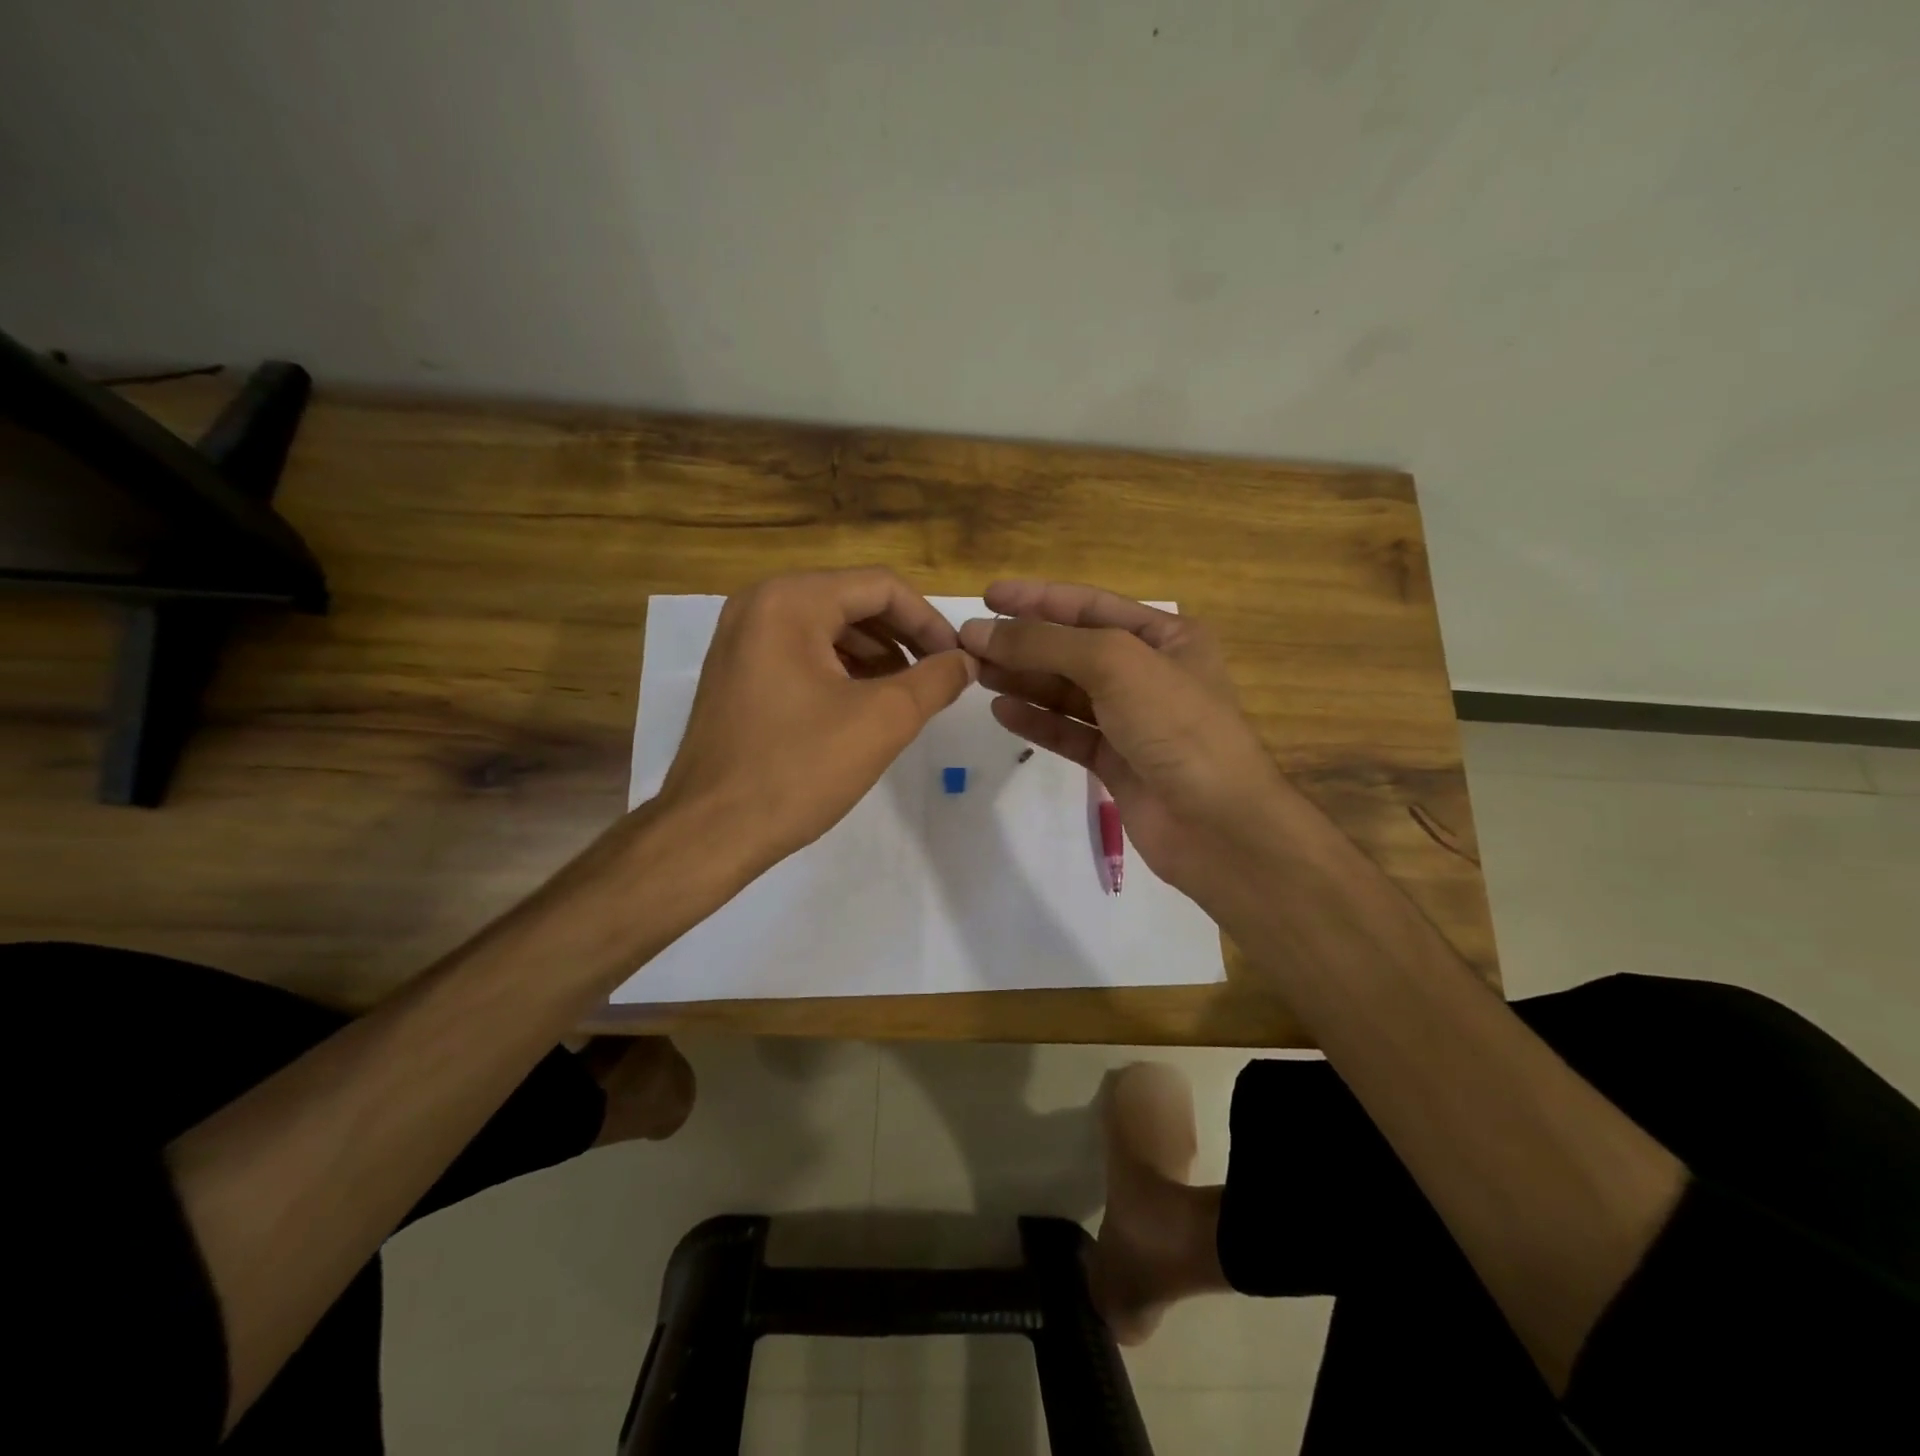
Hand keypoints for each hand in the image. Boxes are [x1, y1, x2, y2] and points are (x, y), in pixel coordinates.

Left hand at [655, 569, 975, 879]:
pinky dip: (841, 669)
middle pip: (852, 602)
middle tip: (937, 676)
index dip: (929, 620)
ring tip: (908, 694)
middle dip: (902, 637)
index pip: (880, 587)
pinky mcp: (736, 671)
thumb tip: (965, 661)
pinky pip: (801, 652)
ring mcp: (740, 638)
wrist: (710, 832)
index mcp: (790, 601)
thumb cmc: (798, 769)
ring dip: (875, 654)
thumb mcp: (882, 721)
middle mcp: (759, 604)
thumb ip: (934, 681)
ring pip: (827, 627)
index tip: (956, 660)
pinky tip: (865, 704)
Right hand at [958, 581, 1293, 902]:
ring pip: (1067, 691)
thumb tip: (981, 631)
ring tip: (976, 672)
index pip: (1090, 605)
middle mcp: (1149, 673)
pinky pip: (1069, 732)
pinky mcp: (1116, 761)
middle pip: (1074, 649)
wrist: (1217, 824)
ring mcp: (1133, 720)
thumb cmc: (1176, 725)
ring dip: (1024, 679)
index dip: (1038, 598)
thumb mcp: (1114, 664)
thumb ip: (1046, 643)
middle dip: (1023, 643)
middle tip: (968, 643)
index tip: (988, 597)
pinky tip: (1002, 711)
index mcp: (1166, 637)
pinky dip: (1037, 721)